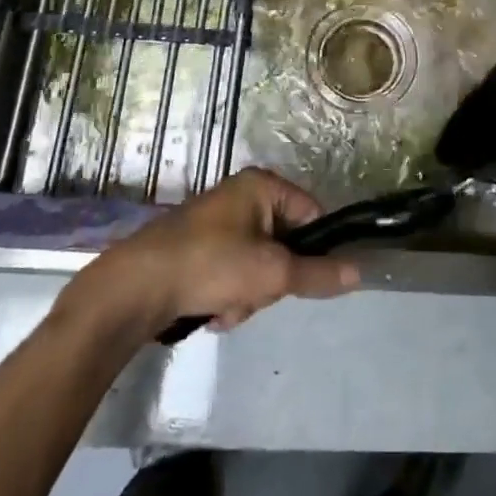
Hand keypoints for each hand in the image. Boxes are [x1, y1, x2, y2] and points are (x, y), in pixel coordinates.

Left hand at [77, 169, 359, 333]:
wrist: (136, 288)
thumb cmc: (212, 265)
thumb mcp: (273, 273)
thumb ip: (318, 273)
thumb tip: (360, 272)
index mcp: (261, 185)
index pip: (312, 214)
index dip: (314, 249)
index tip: (301, 278)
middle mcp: (240, 196)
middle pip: (285, 244)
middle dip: (271, 280)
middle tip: (253, 293)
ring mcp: (216, 223)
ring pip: (258, 266)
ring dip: (249, 295)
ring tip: (226, 306)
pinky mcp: (197, 249)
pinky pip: (232, 273)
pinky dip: (226, 296)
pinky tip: (209, 310)